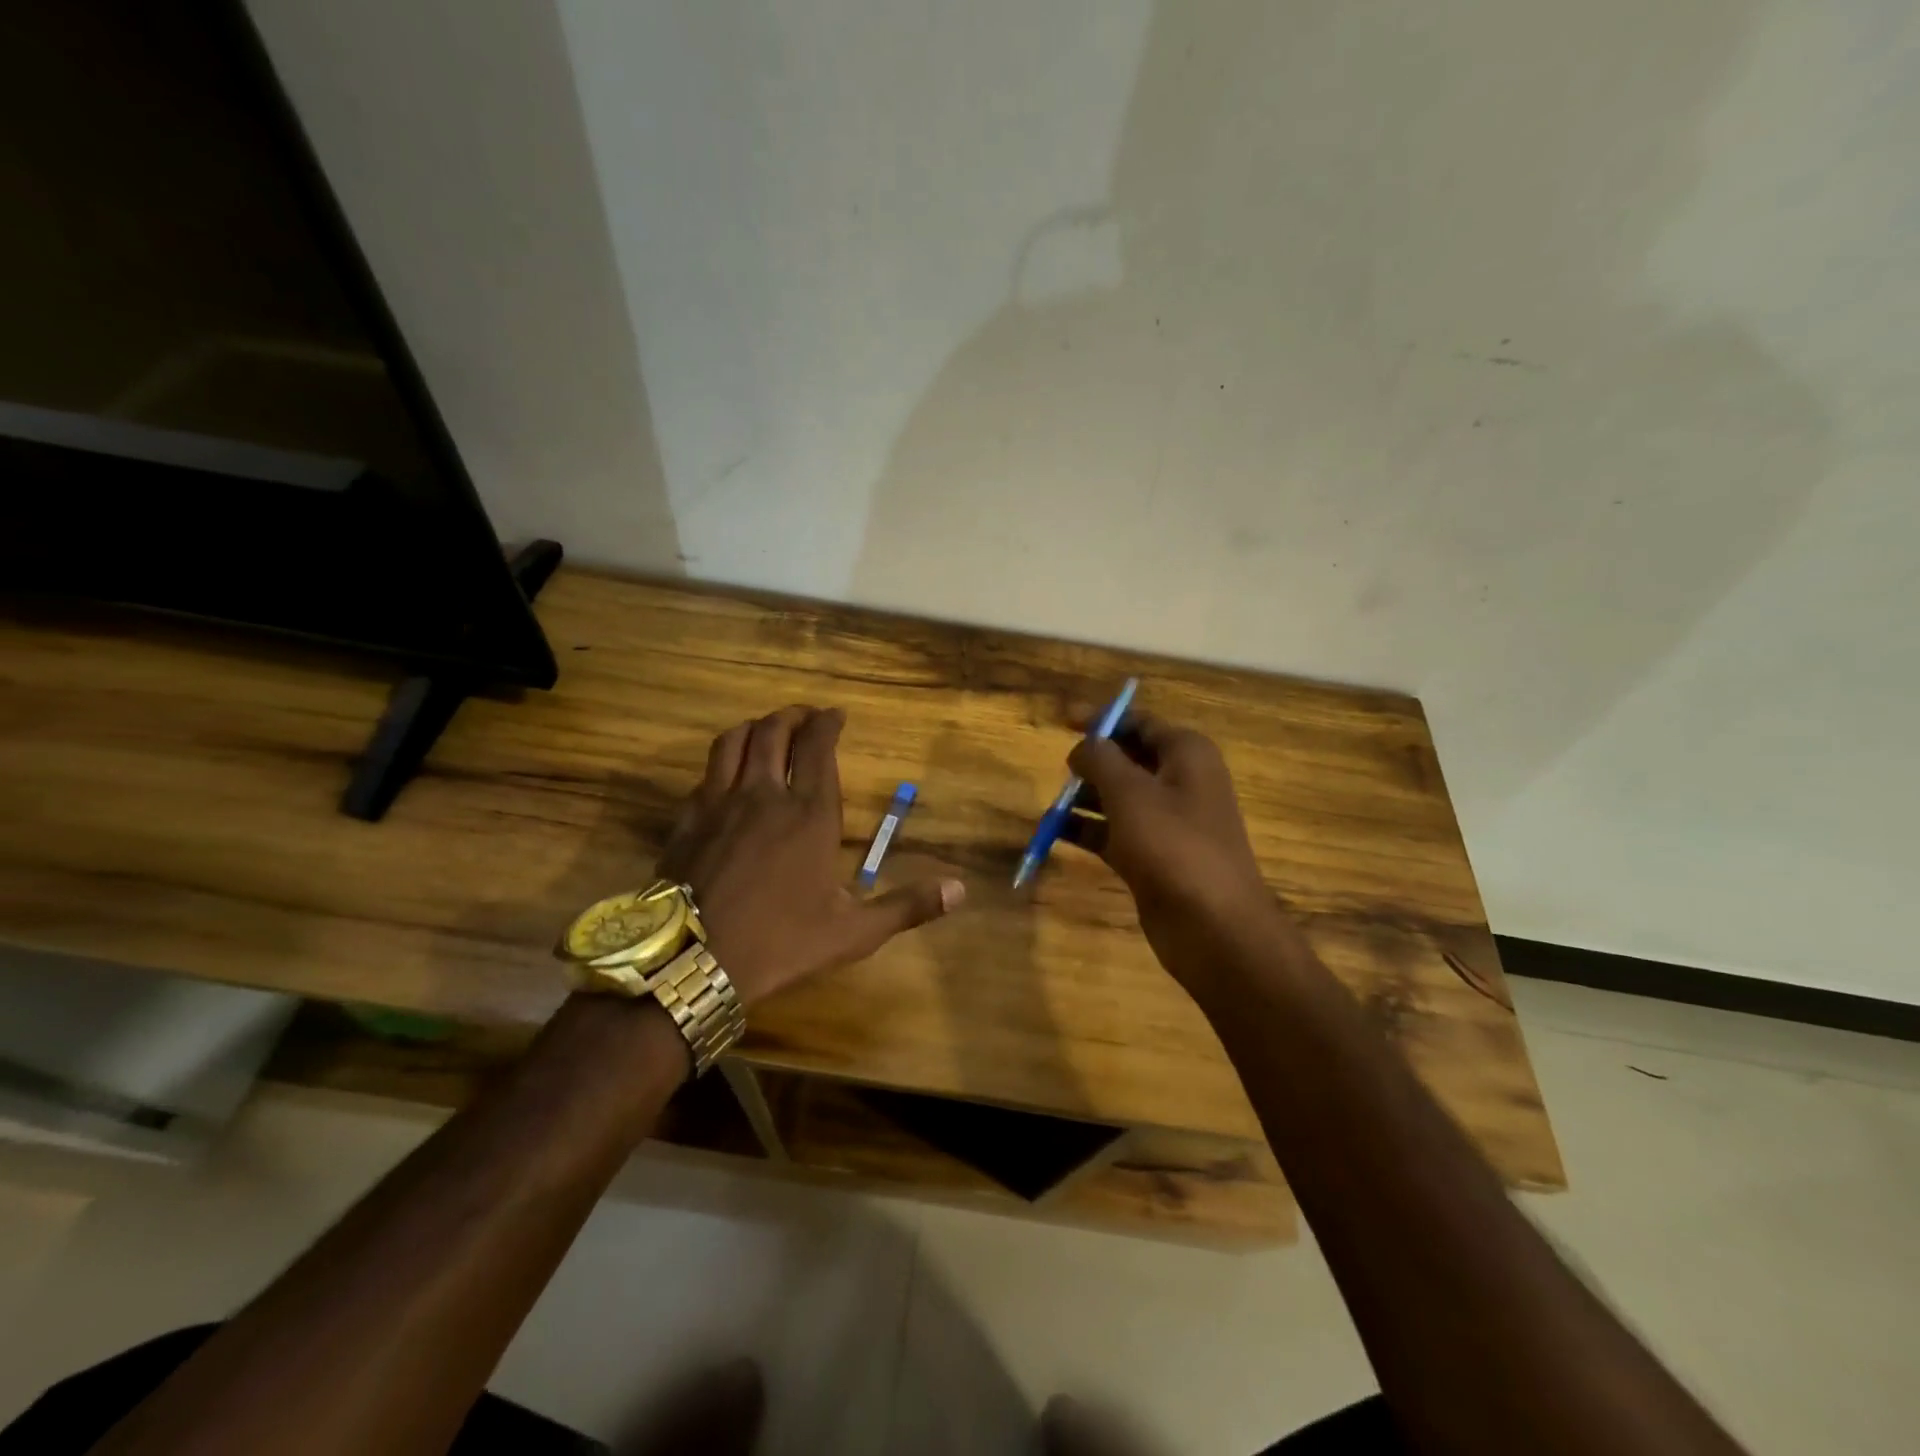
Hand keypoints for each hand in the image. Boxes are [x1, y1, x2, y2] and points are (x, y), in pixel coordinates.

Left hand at [657, 705, 963, 1008]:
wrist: (693, 961)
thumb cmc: (781, 943)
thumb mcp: (854, 932)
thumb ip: (907, 906)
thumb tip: (960, 890)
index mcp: (809, 813)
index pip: (817, 746)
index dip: (827, 722)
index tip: (836, 714)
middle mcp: (764, 795)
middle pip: (774, 731)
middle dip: (793, 716)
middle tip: (806, 716)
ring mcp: (719, 803)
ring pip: (734, 741)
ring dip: (754, 727)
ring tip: (766, 730)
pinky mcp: (687, 819)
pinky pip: (705, 774)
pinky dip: (722, 762)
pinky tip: (726, 775)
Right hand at [1066, 714, 1283, 980]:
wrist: (1212, 926)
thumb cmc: (1172, 845)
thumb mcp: (1129, 792)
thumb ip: (1100, 759)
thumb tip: (1084, 744)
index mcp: (1186, 754)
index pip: (1140, 722)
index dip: (1102, 719)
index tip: (1062, 719)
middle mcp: (1181, 782)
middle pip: (1128, 759)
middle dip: (1092, 762)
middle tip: (1058, 768)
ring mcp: (1169, 822)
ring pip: (1119, 797)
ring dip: (1085, 798)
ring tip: (1050, 804)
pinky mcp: (1154, 856)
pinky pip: (1115, 831)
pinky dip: (1088, 829)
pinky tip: (1055, 832)